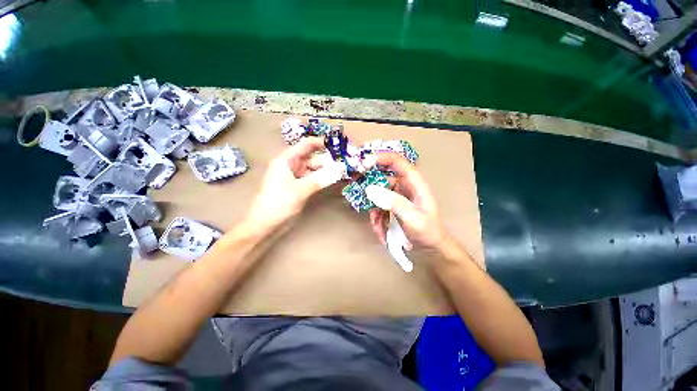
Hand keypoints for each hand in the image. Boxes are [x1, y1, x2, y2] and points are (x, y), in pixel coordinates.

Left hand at [246, 137, 343, 229]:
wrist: (265, 224)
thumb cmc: (279, 203)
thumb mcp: (301, 189)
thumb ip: (321, 178)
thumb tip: (341, 169)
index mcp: (286, 160)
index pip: (306, 145)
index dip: (321, 143)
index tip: (338, 145)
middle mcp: (291, 165)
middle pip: (312, 157)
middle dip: (328, 159)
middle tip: (345, 162)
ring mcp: (295, 177)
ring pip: (313, 169)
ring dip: (326, 170)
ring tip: (342, 171)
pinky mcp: (298, 187)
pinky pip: (312, 179)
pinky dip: (321, 179)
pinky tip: (332, 180)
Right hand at [364, 153, 448, 249]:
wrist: (431, 246)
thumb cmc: (428, 231)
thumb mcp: (412, 218)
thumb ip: (394, 203)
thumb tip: (370, 189)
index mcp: (414, 183)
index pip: (397, 162)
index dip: (381, 158)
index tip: (364, 163)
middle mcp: (404, 186)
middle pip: (382, 178)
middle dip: (369, 189)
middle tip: (360, 198)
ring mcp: (396, 196)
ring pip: (377, 196)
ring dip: (374, 212)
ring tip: (378, 228)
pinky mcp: (391, 206)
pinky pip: (378, 208)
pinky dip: (377, 220)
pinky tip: (381, 233)